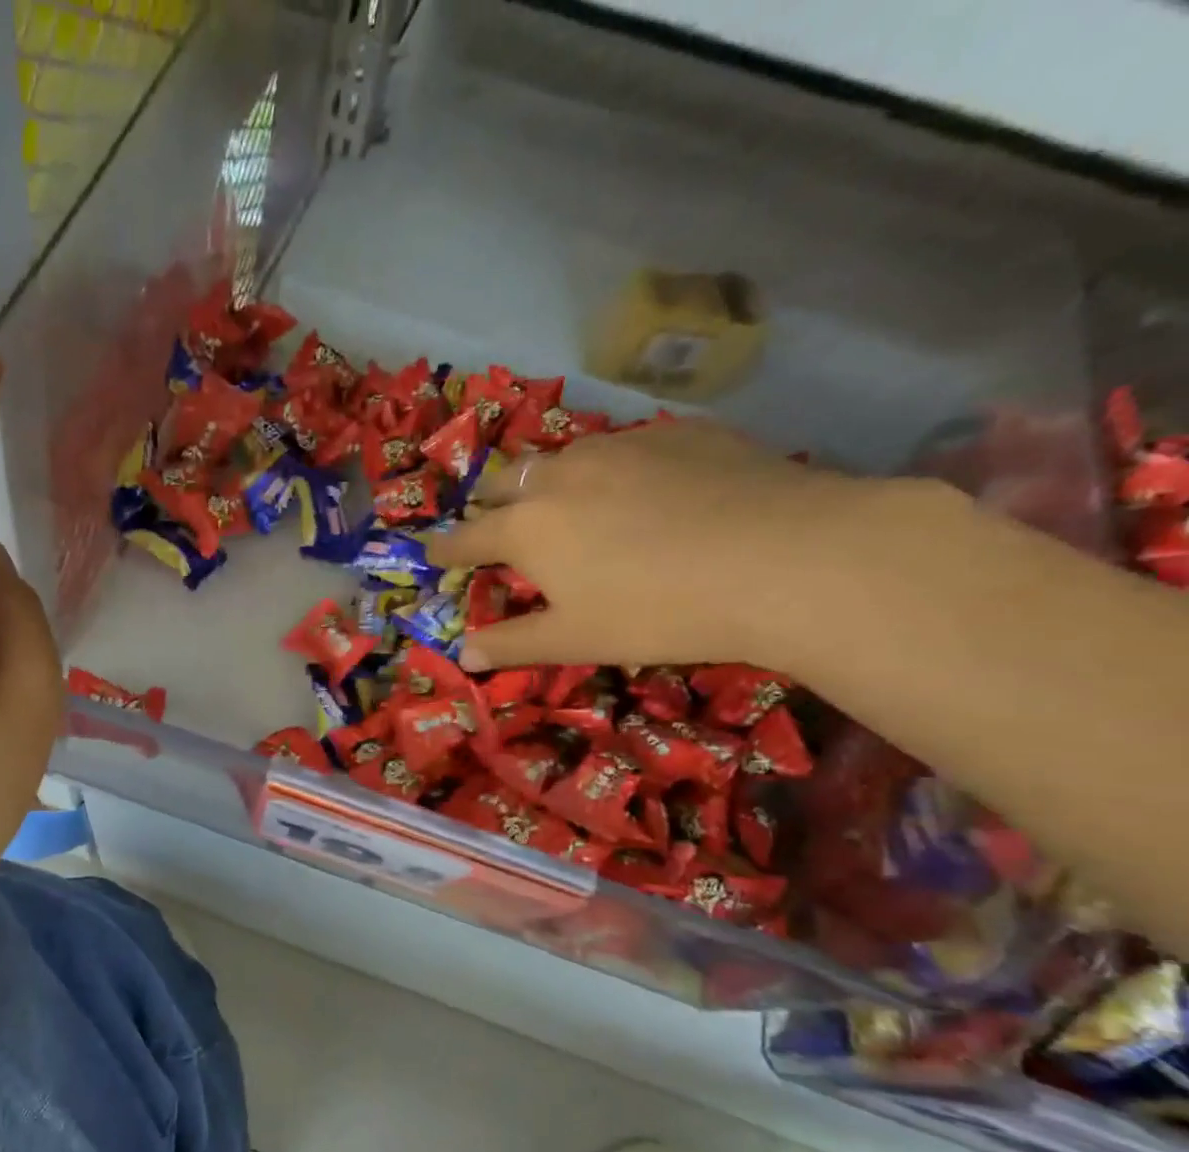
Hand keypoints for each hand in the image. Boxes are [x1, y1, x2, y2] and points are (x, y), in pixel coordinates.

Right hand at [428, 420, 892, 672]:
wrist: (785, 558)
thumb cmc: (658, 611)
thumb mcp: (575, 639)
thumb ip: (512, 643)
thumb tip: (464, 654)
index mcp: (527, 527)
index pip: (466, 536)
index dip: (445, 548)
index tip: (432, 553)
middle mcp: (562, 475)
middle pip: (506, 483)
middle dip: (491, 504)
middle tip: (496, 525)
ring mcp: (622, 445)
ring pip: (563, 456)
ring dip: (549, 480)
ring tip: (565, 501)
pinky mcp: (681, 432)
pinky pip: (626, 446)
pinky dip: (612, 468)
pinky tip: (642, 488)